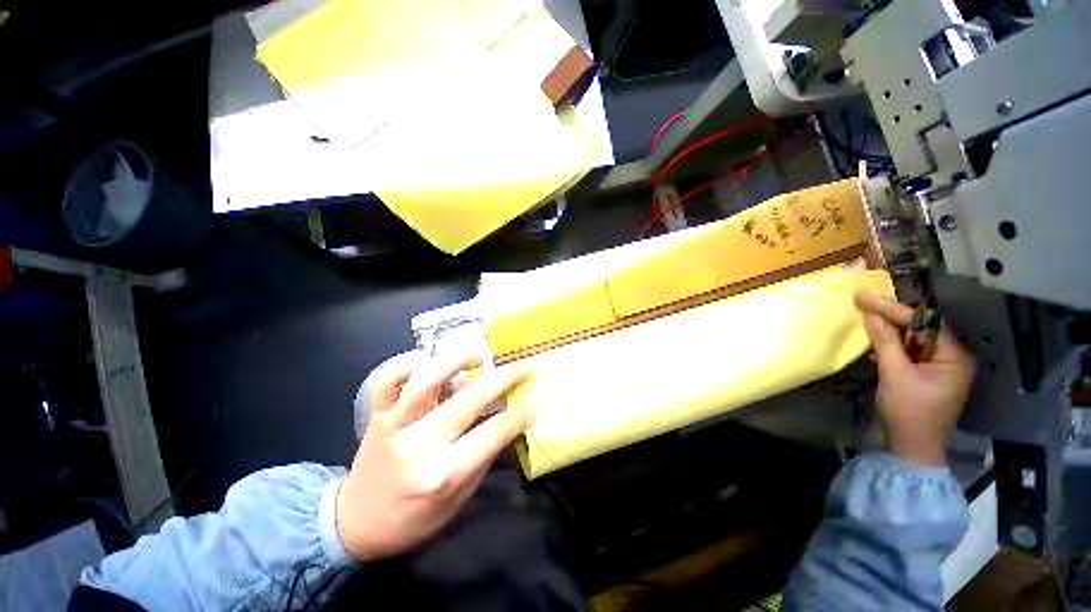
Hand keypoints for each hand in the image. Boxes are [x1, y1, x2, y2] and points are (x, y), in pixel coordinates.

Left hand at [336, 354, 533, 560]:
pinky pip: (388, 380)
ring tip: (480, 355)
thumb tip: (509, 420)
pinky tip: (429, 361)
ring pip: (427, 380)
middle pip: (471, 399)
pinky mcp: (376, 415)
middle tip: (525, 365)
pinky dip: (408, 363)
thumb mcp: (459, 499)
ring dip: (458, 360)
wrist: (354, 525)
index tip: (538, 396)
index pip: (494, 433)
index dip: (521, 412)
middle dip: (506, 377)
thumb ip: (484, 456)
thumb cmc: (413, 519)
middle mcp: (420, 445)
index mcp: (444, 474)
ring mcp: (395, 425)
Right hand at [855, 292, 973, 466]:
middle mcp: (951, 359)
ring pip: (914, 341)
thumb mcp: (895, 375)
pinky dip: (892, 345)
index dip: (896, 309)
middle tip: (864, 302)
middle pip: (921, 329)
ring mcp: (939, 369)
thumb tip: (871, 315)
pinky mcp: (926, 377)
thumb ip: (885, 343)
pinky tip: (876, 340)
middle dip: (893, 317)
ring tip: (867, 316)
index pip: (926, 323)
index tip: (867, 298)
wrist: (912, 448)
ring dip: (891, 330)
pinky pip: (910, 353)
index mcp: (953, 357)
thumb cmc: (909, 412)